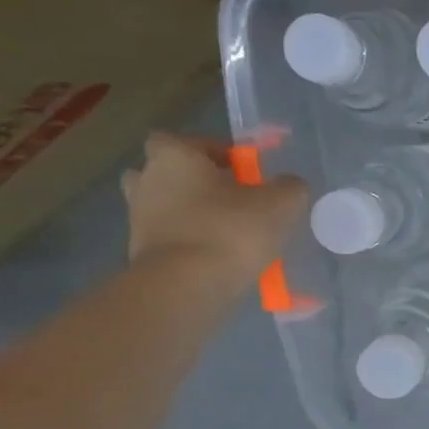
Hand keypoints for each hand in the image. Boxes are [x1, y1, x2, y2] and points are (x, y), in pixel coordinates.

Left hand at [120, 133, 306, 294]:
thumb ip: (290, 187)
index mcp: (173, 157)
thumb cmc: (230, 230)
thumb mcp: (280, 203)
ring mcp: (138, 219)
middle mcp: (146, 182)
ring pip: (167, 208)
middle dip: (196, 182)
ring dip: (192, 215)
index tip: (241, 170)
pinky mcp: (141, 254)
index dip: (212, 150)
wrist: (186, 288)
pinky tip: (222, 258)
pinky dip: (191, 244)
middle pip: (168, 173)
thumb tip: (290, 185)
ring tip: (230, 232)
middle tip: (230, 198)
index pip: (183, 140)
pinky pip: (170, 239)